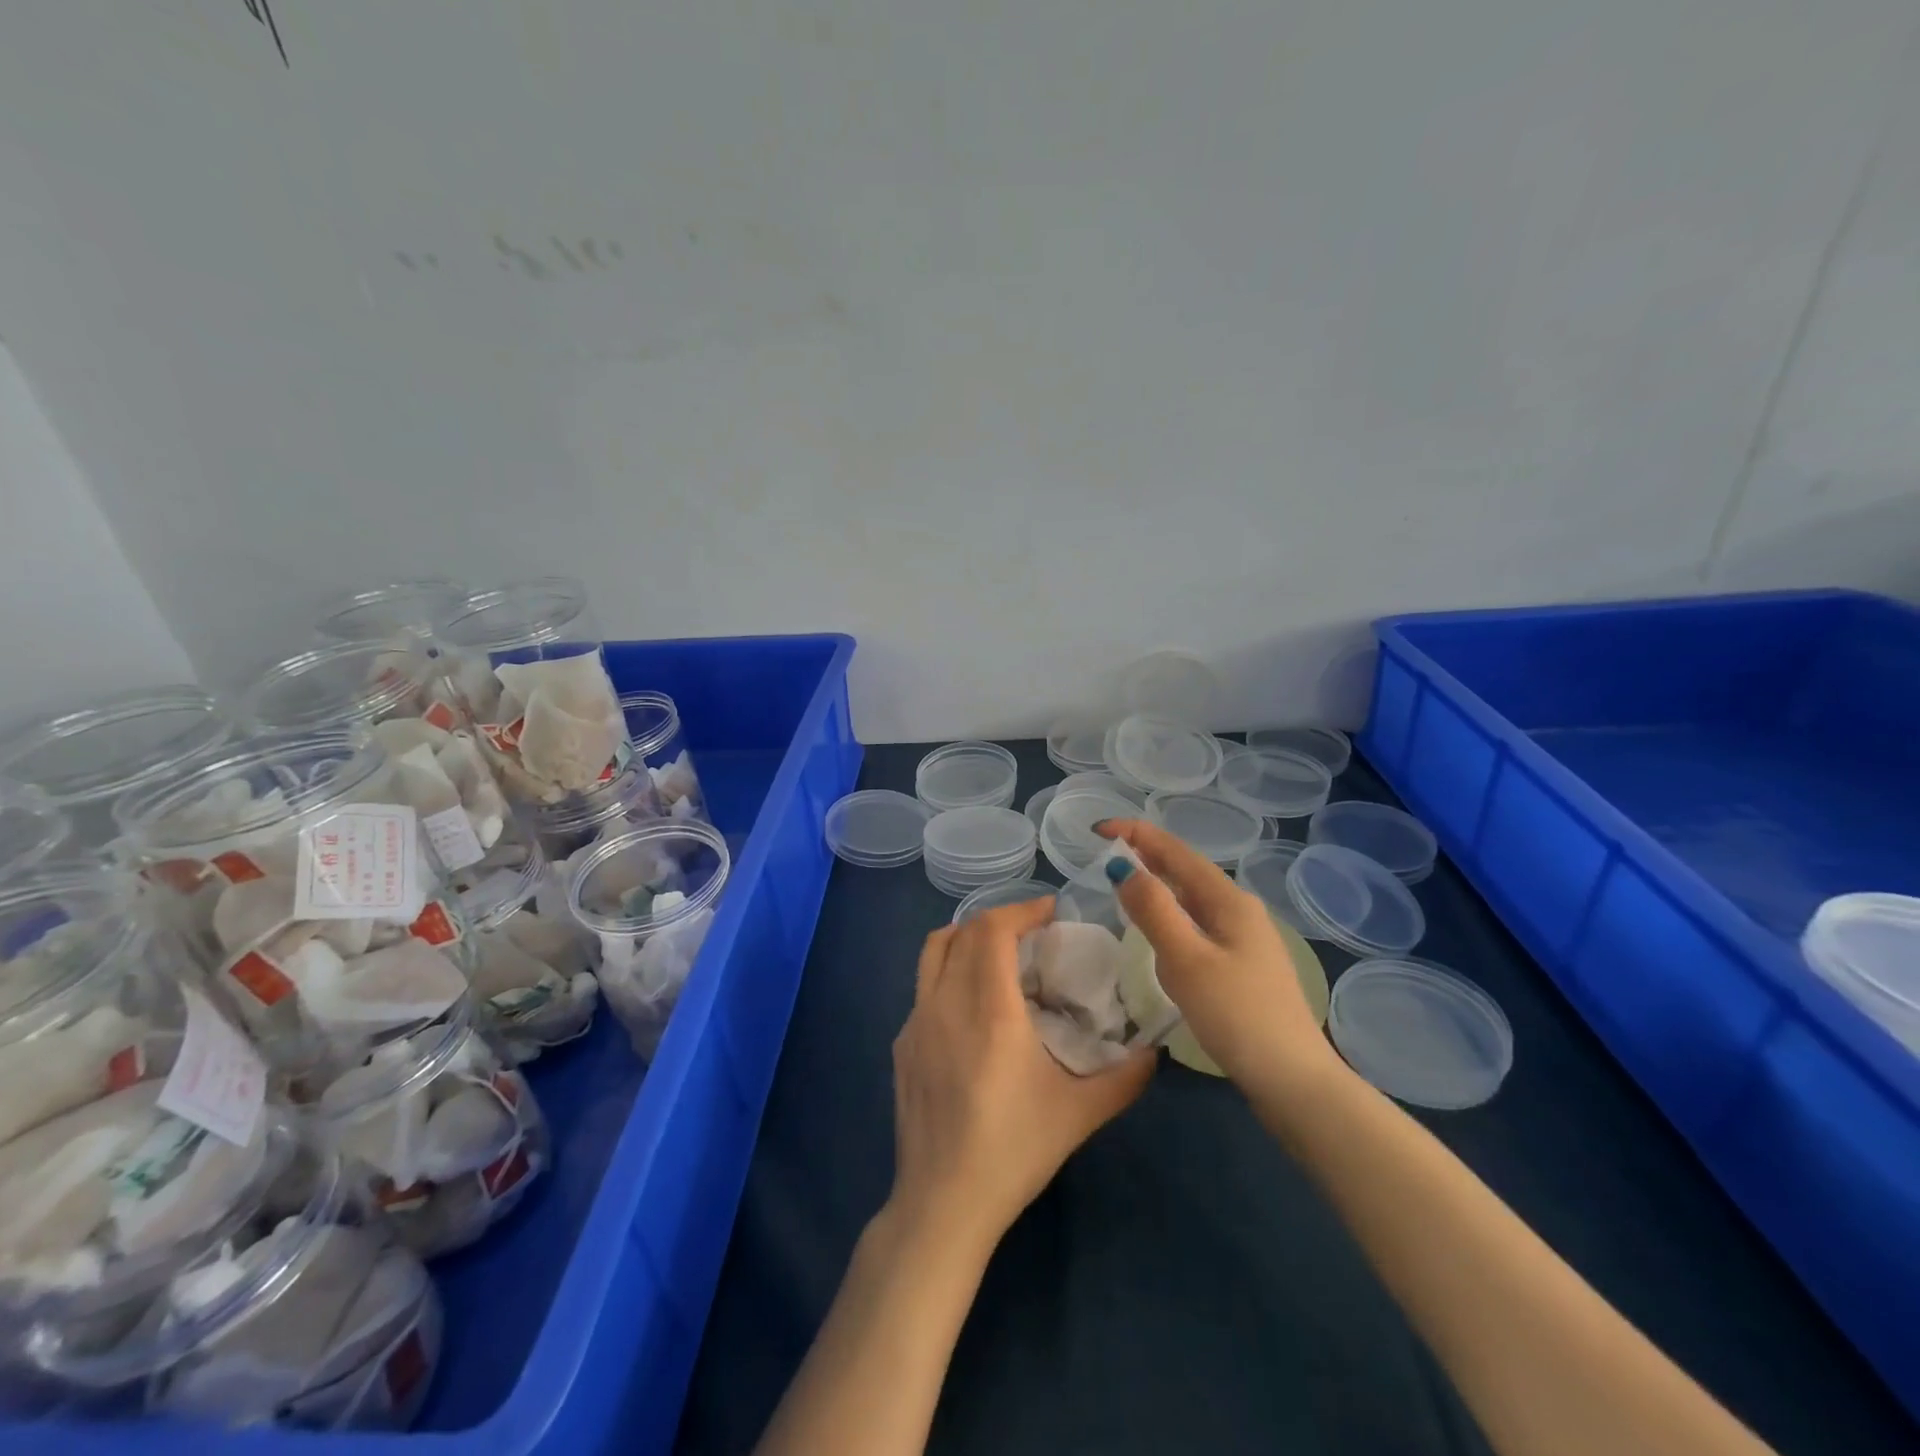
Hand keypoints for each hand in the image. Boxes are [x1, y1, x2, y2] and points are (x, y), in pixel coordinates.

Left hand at [890, 897, 1155, 1253]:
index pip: (993, 930)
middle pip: (963, 932)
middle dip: (999, 920)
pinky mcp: (902, 1044)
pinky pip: (923, 987)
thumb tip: (1155, 1051)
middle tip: (1032, 933)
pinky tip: (972, 1008)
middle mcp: (946, 1003)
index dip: (1021, 909)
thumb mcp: (1079, 1114)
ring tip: (998, 954)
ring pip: (933, 952)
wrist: (942, 1205)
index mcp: (989, 1010)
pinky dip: (949, 972)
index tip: (1050, 910)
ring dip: (965, 937)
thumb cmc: (1013, 1153)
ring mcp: (916, 1022)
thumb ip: (1124, 1078)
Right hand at [1099, 819, 1344, 1094]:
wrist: (1294, 1080)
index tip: (1097, 829)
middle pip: (1186, 871)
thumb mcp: (1186, 960)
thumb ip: (1154, 911)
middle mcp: (1240, 910)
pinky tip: (1160, 935)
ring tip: (1125, 885)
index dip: (1137, 834)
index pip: (1176, 852)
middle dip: (1147, 856)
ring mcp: (1246, 939)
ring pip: (1192, 900)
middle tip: (1105, 855)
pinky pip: (1198, 925)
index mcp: (1228, 900)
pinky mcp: (1243, 966)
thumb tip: (1123, 866)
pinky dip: (1171, 916)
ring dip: (1159, 886)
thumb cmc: (1236, 1015)